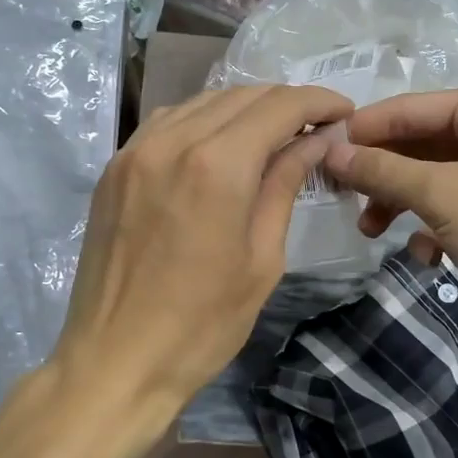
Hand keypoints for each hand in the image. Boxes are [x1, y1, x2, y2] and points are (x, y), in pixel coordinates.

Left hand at [52, 83, 352, 419]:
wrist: (115, 362)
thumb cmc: (202, 325)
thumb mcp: (262, 260)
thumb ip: (284, 187)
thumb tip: (315, 142)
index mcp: (217, 165)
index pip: (279, 106)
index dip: (318, 102)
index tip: (344, 112)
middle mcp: (172, 142)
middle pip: (240, 95)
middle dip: (285, 103)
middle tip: (315, 128)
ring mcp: (134, 152)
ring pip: (200, 103)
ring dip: (243, 108)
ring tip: (272, 135)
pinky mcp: (113, 170)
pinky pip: (165, 124)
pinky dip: (201, 122)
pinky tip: (218, 147)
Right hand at [322, 85, 457, 329]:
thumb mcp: (442, 195)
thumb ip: (383, 170)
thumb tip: (331, 152)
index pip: (413, 108)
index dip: (365, 130)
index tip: (321, 151)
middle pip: (424, 143)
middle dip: (384, 174)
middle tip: (342, 198)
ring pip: (438, 178)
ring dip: (403, 203)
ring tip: (371, 231)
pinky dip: (435, 226)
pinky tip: (427, 255)